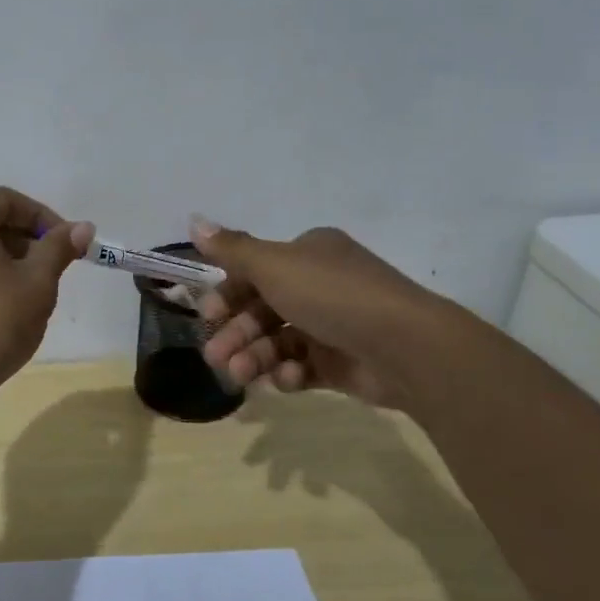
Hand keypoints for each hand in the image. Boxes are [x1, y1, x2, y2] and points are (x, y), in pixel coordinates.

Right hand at [190, 217, 446, 411]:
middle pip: (262, 309)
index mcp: (307, 255)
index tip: (208, 313)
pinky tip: (287, 380)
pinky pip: (303, 367)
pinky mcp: (342, 362)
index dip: (228, 292)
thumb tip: (194, 220)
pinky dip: (289, 373)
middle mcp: (319, 285)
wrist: (405, 346)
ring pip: (278, 341)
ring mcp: (332, 325)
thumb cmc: (332, 296)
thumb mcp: (274, 266)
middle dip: (236, 333)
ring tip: (241, 375)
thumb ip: (232, 250)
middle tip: (215, 357)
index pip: (255, 271)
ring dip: (255, 356)